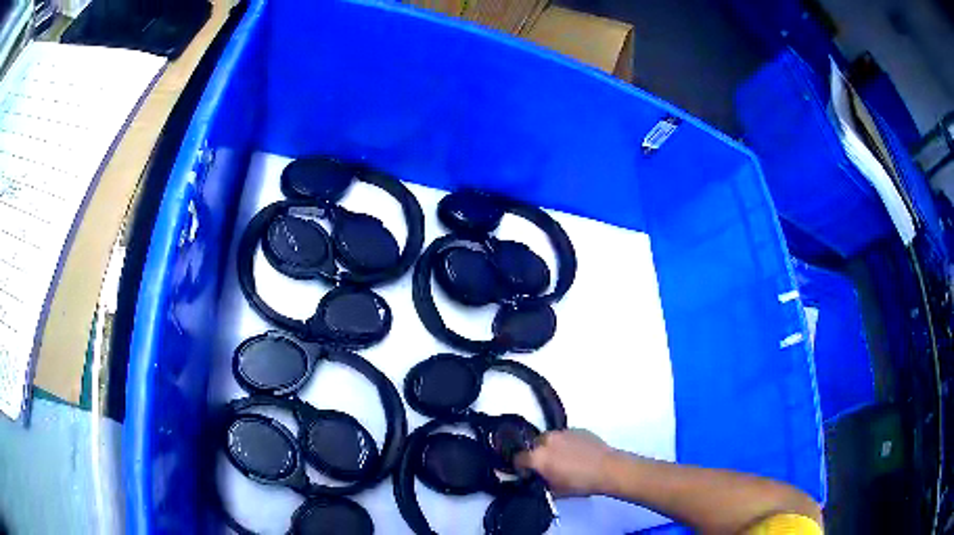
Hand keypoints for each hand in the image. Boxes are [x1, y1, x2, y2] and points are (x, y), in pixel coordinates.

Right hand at [514, 429, 616, 496]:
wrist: (608, 469)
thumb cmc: (580, 483)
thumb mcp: (555, 490)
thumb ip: (541, 483)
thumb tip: (538, 479)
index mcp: (538, 456)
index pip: (518, 458)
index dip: (520, 467)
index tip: (527, 473)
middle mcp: (547, 440)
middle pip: (534, 445)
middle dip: (537, 454)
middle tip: (547, 466)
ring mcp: (563, 432)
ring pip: (550, 438)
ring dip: (551, 447)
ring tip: (563, 458)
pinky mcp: (578, 429)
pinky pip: (566, 436)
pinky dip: (567, 443)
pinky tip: (577, 453)